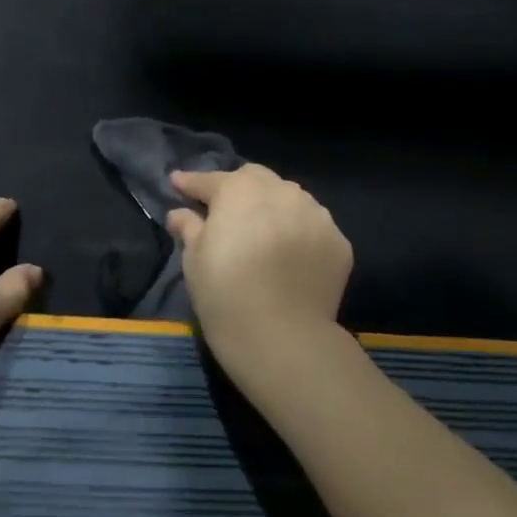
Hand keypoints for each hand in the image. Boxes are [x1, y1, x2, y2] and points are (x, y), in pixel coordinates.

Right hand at [167, 164, 352, 380]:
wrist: (282, 337)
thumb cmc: (225, 292)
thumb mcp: (194, 259)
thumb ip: (189, 228)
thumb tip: (180, 214)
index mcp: (239, 190)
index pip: (210, 180)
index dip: (191, 183)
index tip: (178, 183)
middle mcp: (282, 192)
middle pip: (256, 179)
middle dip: (239, 189)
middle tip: (225, 211)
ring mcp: (316, 214)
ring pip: (290, 199)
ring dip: (274, 209)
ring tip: (263, 234)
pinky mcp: (339, 242)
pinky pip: (312, 228)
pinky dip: (299, 234)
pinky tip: (289, 257)